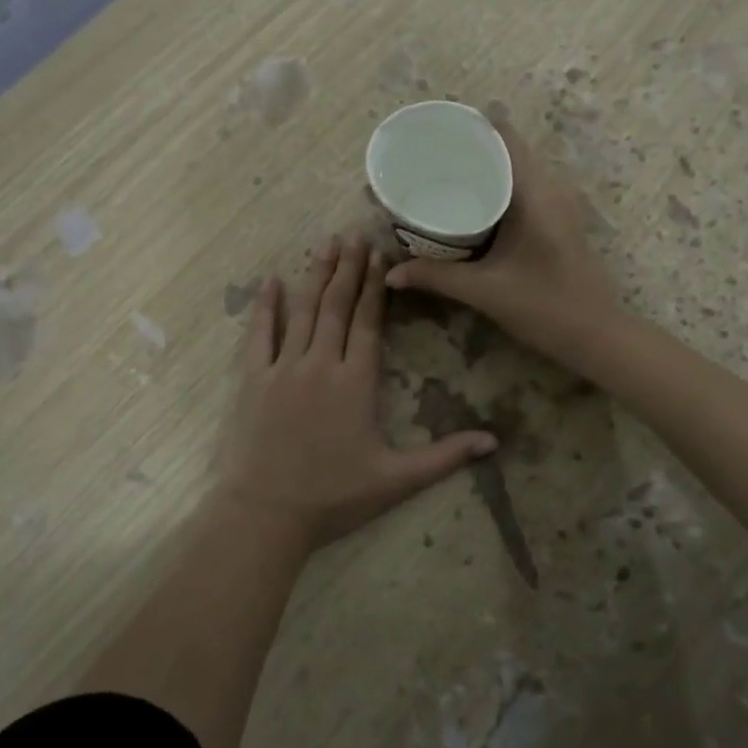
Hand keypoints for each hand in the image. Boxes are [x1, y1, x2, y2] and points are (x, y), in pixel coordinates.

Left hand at [214, 233, 497, 552]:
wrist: (266, 514)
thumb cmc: (334, 497)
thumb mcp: (396, 480)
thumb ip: (445, 457)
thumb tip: (494, 442)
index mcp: (356, 382)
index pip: (368, 322)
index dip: (375, 287)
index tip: (379, 254)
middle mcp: (321, 364)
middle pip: (337, 306)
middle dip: (347, 268)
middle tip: (353, 233)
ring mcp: (283, 368)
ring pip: (303, 311)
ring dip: (315, 275)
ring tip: (325, 244)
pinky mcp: (254, 380)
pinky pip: (259, 334)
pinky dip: (265, 306)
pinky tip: (271, 279)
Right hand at [384, 116, 619, 364]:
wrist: (596, 335)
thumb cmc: (544, 307)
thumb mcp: (484, 291)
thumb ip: (435, 278)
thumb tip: (391, 274)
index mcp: (535, 193)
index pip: (505, 138)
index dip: (473, 125)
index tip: (438, 126)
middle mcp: (551, 188)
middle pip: (509, 149)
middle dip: (471, 147)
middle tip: (429, 152)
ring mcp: (560, 203)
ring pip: (519, 168)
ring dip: (486, 166)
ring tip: (445, 171)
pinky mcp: (560, 219)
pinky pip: (526, 186)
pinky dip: (499, 185)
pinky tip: (473, 201)